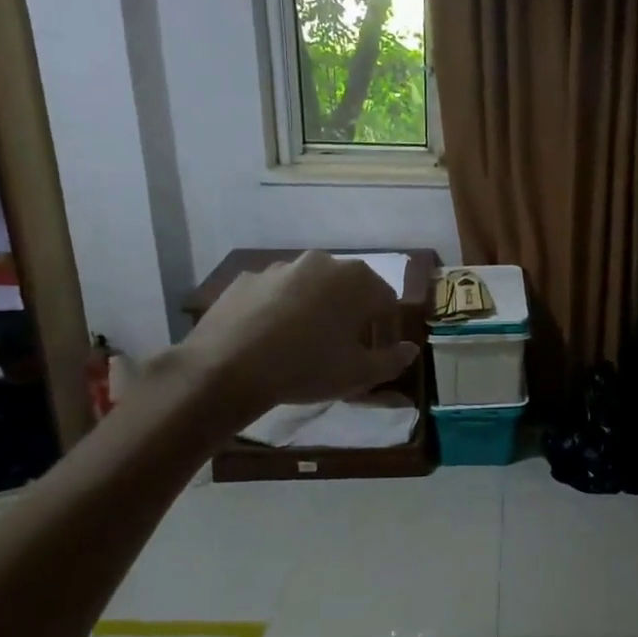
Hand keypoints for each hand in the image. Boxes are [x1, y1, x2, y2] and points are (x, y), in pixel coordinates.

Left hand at [181, 251, 419, 410]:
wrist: (227, 368)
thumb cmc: (307, 367)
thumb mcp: (359, 374)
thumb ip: (392, 360)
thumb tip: (411, 350)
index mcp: (356, 279)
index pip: (387, 302)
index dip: (387, 331)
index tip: (377, 355)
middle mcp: (321, 262)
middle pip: (349, 290)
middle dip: (351, 316)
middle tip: (343, 350)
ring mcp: (279, 268)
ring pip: (310, 289)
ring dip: (315, 311)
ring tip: (304, 346)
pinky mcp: (246, 280)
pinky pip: (275, 295)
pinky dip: (280, 312)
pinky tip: (271, 340)